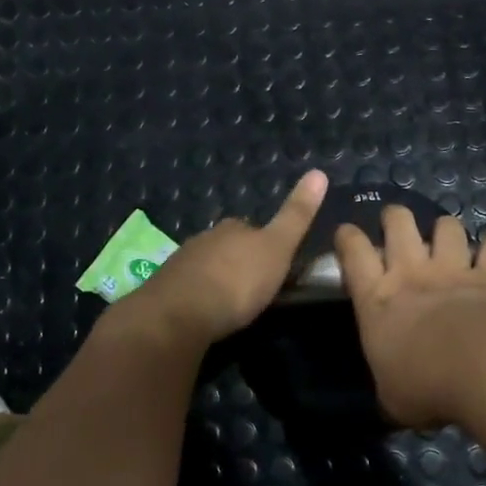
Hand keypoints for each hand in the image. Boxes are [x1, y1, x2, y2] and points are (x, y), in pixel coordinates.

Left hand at [108, 171, 329, 349]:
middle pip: (228, 246)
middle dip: (239, 261)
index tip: (275, 264)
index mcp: (233, 227)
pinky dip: (199, 296)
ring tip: (231, 303)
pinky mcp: (166, 288)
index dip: (265, 244)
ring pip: (207, 266)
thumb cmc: (237, 281)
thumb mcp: (278, 248)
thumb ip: (296, 215)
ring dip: (218, 279)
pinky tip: (205, 312)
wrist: (180, 314)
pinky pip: (189, 288)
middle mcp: (205, 238)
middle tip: (254, 287)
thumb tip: (319, 171)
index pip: (253, 228)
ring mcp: (182, 262)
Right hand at [336, 207, 485, 428]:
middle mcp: (411, 273)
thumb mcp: (391, 396)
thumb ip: (388, 384)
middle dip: (395, 217)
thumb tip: (392, 394)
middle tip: (395, 224)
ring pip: (447, 227)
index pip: (353, 252)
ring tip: (445, 236)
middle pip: (399, 223)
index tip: (346, 233)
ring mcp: (452, 271)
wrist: (482, 371)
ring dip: (445, 228)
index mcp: (376, 298)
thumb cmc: (424, 385)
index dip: (347, 237)